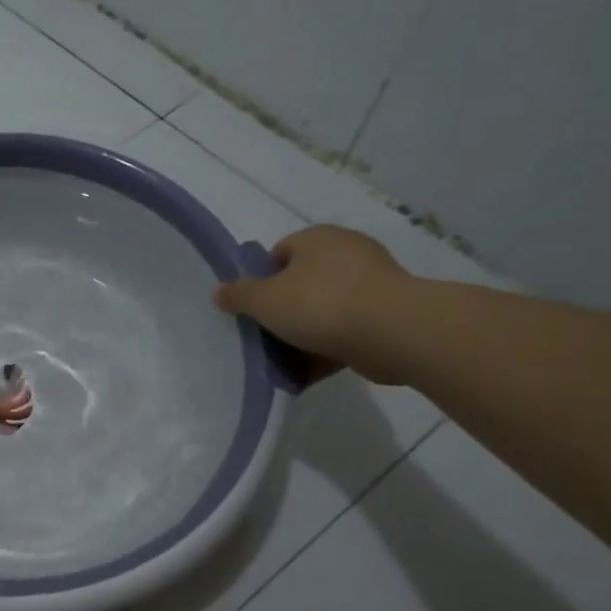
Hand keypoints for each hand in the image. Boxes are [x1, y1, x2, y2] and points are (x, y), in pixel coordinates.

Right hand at [213, 226, 412, 384]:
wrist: (391, 332)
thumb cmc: (319, 304)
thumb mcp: (263, 300)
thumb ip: (238, 295)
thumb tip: (219, 291)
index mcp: (317, 239)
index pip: (279, 253)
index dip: (261, 280)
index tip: (253, 309)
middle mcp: (346, 253)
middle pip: (300, 283)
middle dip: (282, 310)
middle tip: (265, 334)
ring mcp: (370, 284)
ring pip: (323, 310)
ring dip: (304, 333)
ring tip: (284, 359)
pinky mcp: (385, 314)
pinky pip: (345, 331)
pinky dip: (326, 349)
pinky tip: (308, 371)